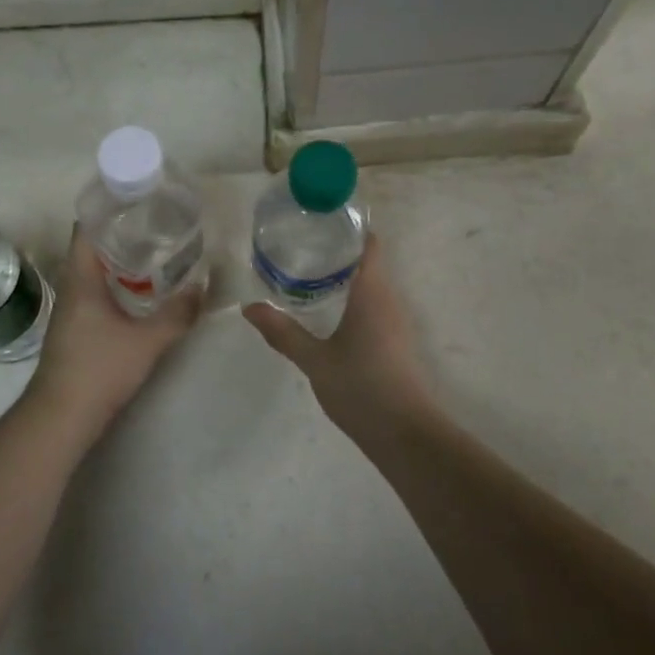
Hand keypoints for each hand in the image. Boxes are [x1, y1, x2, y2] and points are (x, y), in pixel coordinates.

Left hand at [29, 226, 201, 430]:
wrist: (62, 416)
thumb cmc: (99, 369)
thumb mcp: (147, 340)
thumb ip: (177, 313)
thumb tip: (203, 286)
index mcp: (81, 279)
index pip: (87, 227)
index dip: (108, 209)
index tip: (138, 200)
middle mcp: (72, 287)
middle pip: (92, 246)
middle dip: (121, 232)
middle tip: (157, 223)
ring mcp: (71, 309)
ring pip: (94, 271)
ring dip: (119, 259)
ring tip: (155, 251)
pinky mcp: (76, 328)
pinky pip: (96, 290)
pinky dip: (116, 281)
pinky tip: (141, 290)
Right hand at [243, 236, 433, 442]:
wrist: (404, 434)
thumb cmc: (360, 387)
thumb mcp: (314, 360)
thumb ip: (282, 332)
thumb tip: (249, 308)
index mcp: (372, 292)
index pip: (369, 244)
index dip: (350, 228)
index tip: (320, 221)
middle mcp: (388, 299)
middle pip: (369, 261)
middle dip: (339, 250)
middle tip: (302, 244)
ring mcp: (395, 321)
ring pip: (372, 284)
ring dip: (346, 275)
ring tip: (308, 271)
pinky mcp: (395, 341)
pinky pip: (374, 304)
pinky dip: (353, 296)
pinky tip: (328, 309)